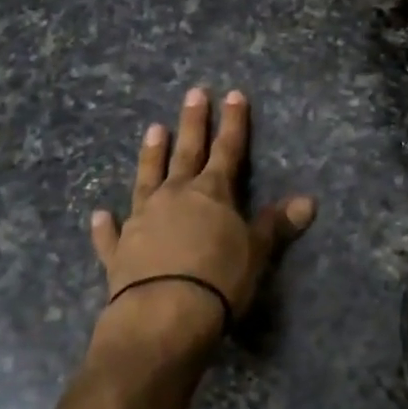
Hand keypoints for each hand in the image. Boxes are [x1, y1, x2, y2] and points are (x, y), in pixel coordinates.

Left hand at [89, 88, 314, 353]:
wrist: (163, 315)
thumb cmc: (218, 279)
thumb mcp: (256, 251)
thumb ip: (277, 224)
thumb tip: (309, 201)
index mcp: (212, 192)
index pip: (228, 149)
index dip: (233, 122)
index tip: (233, 94)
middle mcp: (175, 196)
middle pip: (186, 152)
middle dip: (193, 122)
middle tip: (193, 93)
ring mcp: (143, 220)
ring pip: (147, 178)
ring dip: (151, 155)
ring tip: (153, 129)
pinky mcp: (119, 251)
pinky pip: (110, 235)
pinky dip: (105, 226)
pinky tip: (98, 215)